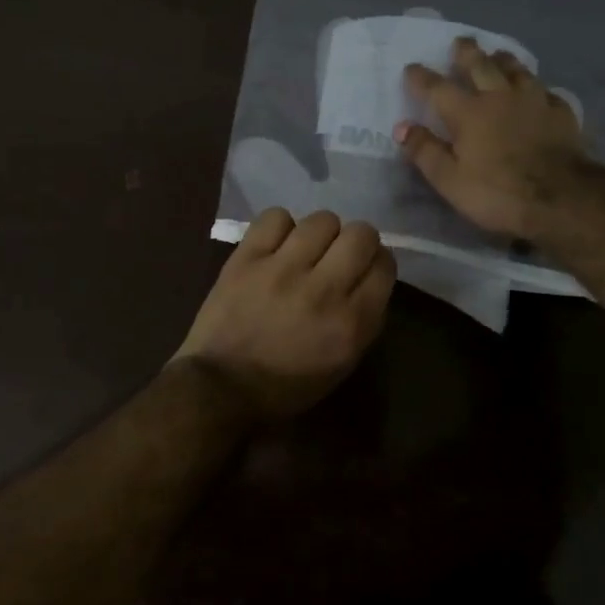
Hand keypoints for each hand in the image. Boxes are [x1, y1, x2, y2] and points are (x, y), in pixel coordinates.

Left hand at [174, 209, 395, 420]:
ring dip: (320, 233)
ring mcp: (282, 270)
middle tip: (340, 254)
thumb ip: (364, 318)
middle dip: (357, 241)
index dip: (378, 262)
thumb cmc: (286, 386)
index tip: (365, 268)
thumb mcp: (343, 364)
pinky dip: (281, 227)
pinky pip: (276, 217)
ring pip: (322, 220)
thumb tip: (368, 277)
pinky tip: (277, 245)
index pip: (384, 265)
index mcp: (350, 323)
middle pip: (360, 234)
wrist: (220, 387)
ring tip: (306, 249)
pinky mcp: (247, 258)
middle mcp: (322, 290)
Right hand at [396, 36, 592, 241]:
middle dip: (467, 52)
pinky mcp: (561, 113)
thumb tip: (402, 126)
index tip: (412, 68)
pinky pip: (546, 91)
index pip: (438, 88)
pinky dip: (537, 88)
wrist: (561, 198)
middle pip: (480, 65)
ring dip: (503, 59)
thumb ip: (425, 151)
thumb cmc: (498, 192)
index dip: (422, 77)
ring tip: (498, 54)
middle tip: (460, 41)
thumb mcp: (449, 180)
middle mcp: (499, 97)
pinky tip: (538, 91)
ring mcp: (533, 101)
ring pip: (516, 70)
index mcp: (468, 113)